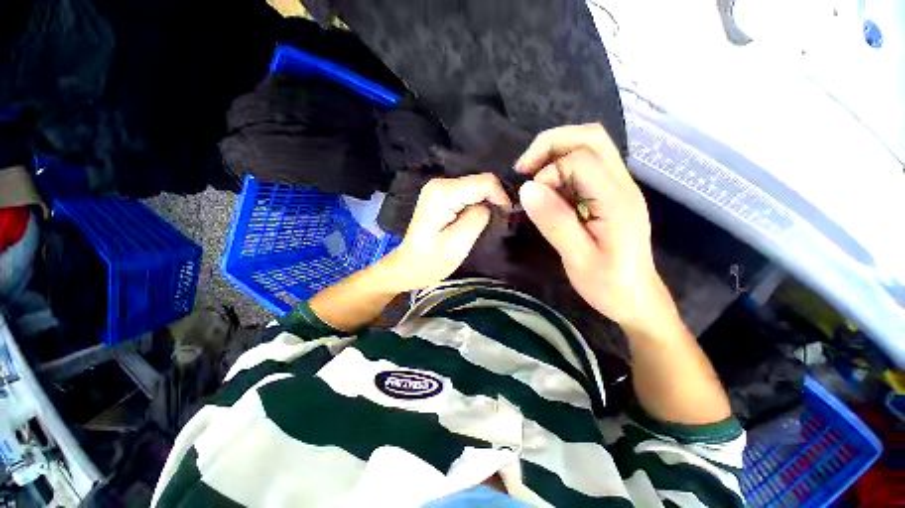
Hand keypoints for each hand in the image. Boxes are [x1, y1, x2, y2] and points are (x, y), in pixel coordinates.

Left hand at [383, 174, 511, 291]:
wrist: (408, 266)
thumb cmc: (431, 261)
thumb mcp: (458, 243)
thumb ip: (478, 218)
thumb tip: (490, 206)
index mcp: (443, 193)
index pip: (484, 182)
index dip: (500, 197)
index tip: (504, 216)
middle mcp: (440, 183)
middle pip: (480, 182)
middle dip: (493, 200)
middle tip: (495, 223)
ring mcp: (439, 188)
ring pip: (475, 187)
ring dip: (485, 203)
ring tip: (485, 224)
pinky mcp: (441, 195)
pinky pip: (467, 194)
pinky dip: (476, 205)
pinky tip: (473, 220)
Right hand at [516, 124, 672, 328]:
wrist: (635, 298)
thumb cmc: (608, 284)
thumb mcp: (577, 258)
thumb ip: (555, 221)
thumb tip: (527, 189)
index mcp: (617, 200)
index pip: (581, 160)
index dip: (549, 173)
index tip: (532, 199)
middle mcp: (622, 184)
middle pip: (591, 137)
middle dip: (551, 144)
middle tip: (524, 168)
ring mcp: (619, 187)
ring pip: (590, 145)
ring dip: (555, 153)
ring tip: (532, 176)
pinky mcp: (611, 194)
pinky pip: (586, 165)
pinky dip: (561, 167)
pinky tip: (549, 188)